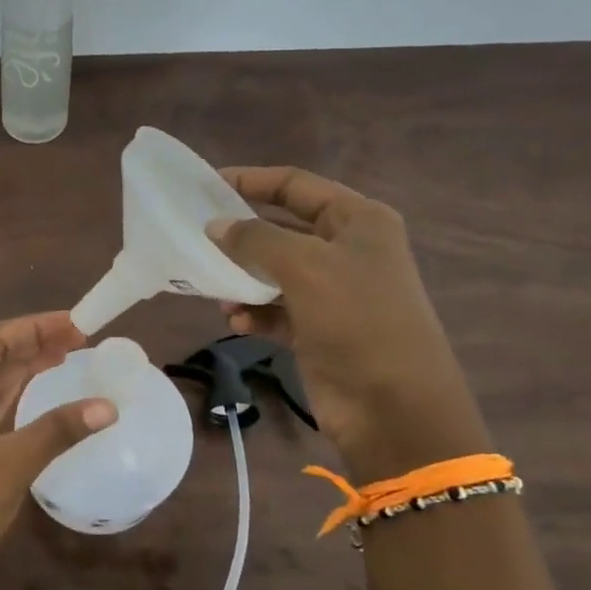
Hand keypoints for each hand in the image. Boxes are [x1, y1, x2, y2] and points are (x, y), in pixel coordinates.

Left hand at [0, 313, 114, 589]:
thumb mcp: (11, 464)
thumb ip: (58, 430)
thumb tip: (108, 407)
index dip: (35, 327)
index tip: (77, 324)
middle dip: (34, 344)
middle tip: (81, 339)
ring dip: (26, 369)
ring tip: (69, 357)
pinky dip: (18, 399)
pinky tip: (42, 396)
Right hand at [206, 167, 490, 482]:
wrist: (394, 408)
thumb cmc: (357, 321)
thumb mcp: (305, 268)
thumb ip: (256, 239)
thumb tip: (215, 226)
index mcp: (358, 222)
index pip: (296, 185)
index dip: (251, 180)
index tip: (205, 185)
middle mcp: (347, 251)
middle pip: (282, 229)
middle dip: (241, 236)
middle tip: (197, 238)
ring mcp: (334, 292)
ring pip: (274, 272)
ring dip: (242, 280)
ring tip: (217, 291)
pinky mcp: (319, 330)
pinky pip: (276, 310)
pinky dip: (255, 313)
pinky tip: (238, 323)